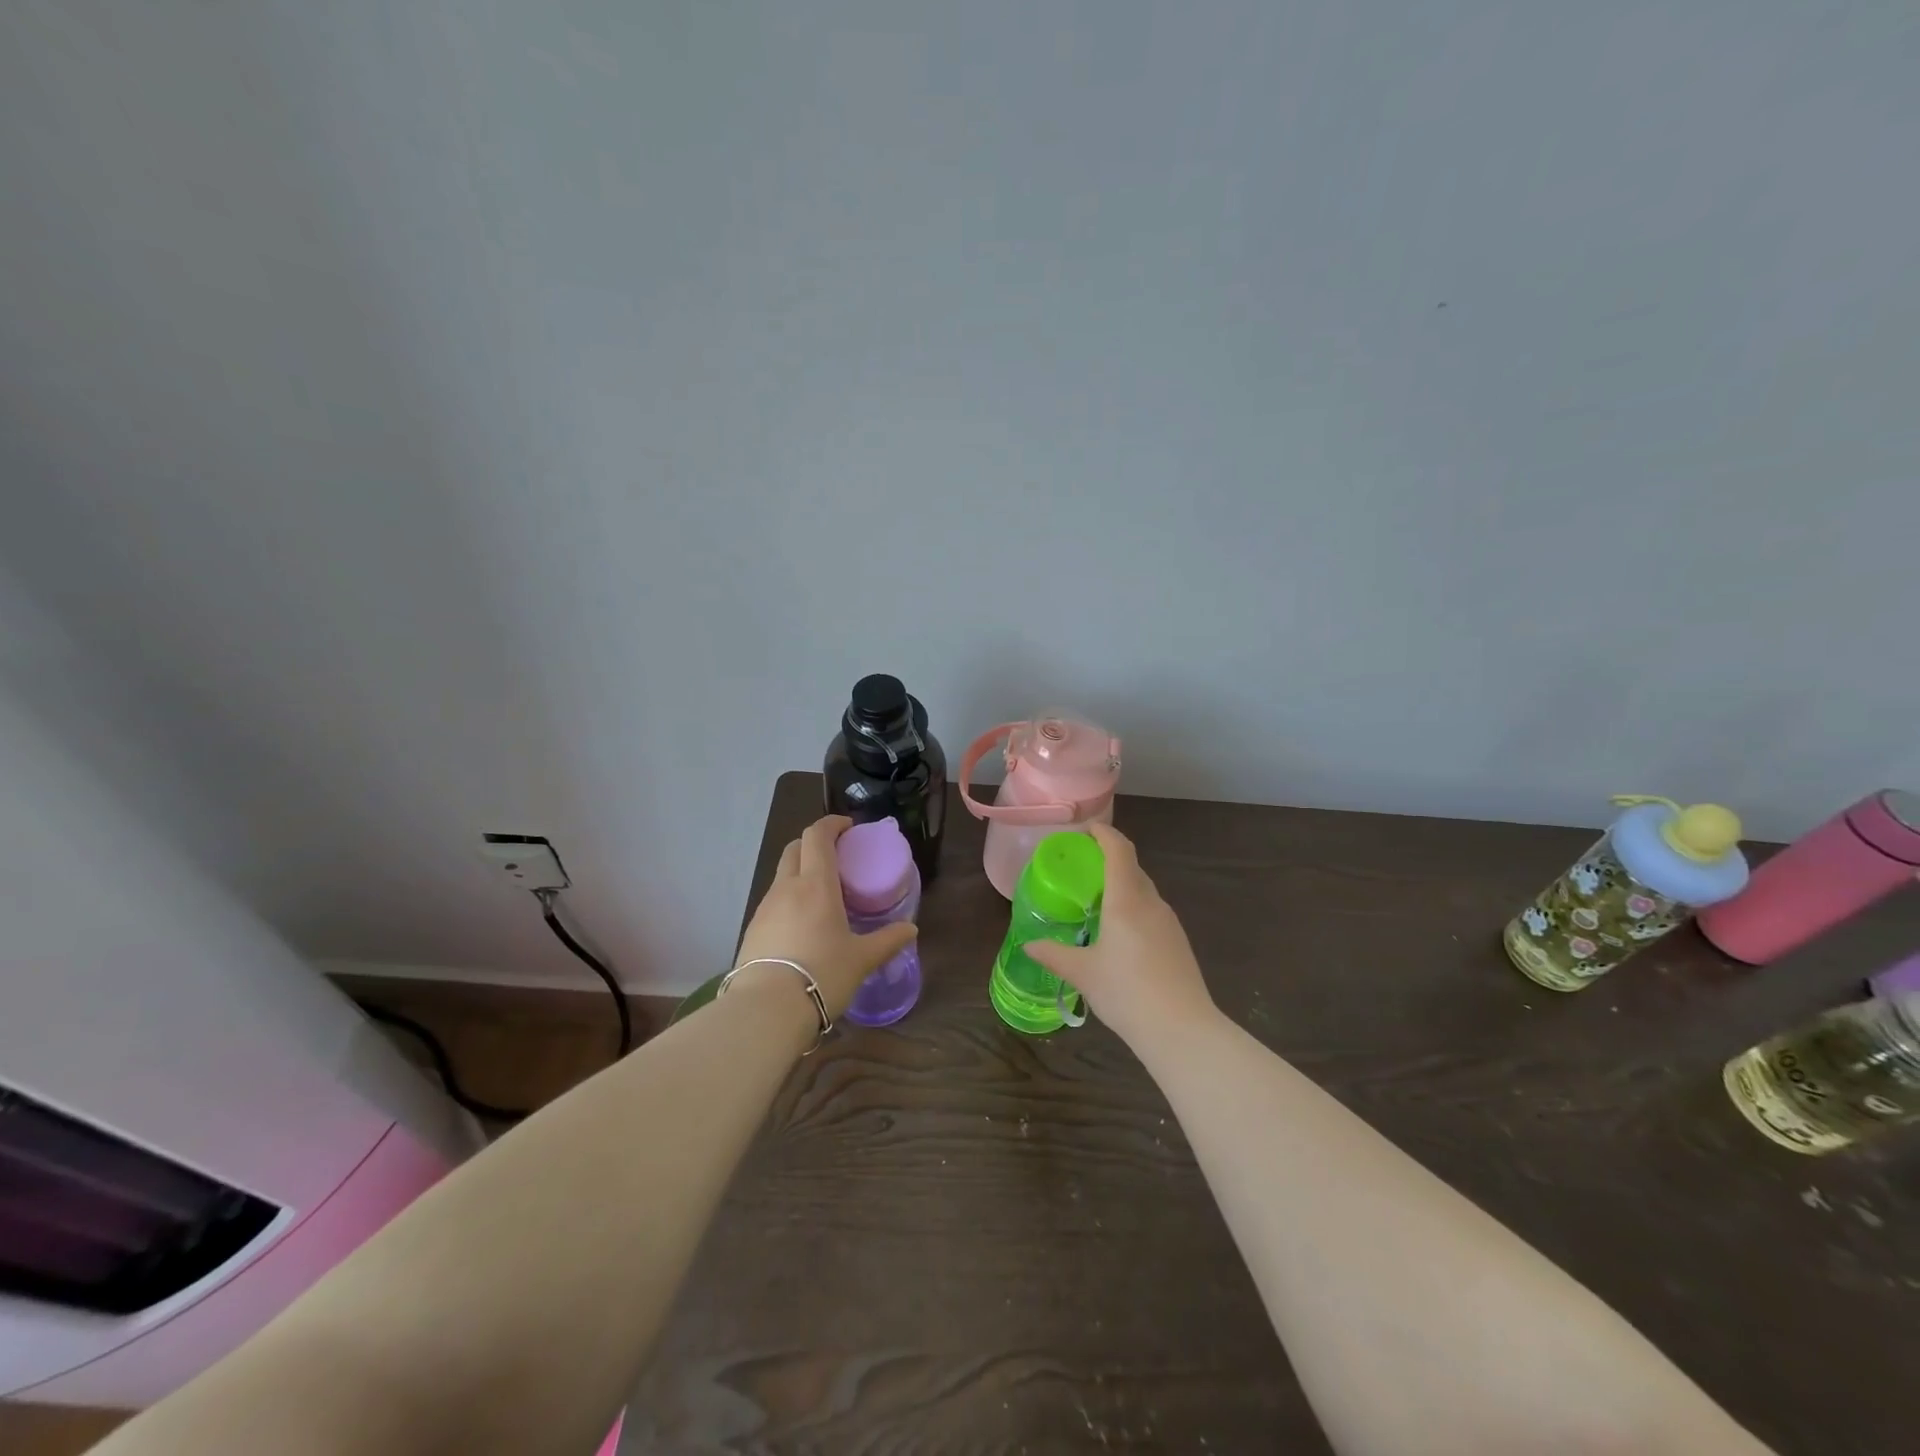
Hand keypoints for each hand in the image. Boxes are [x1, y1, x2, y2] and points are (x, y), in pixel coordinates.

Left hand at [733, 815, 917, 1018]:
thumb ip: (887, 941)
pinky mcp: (752, 929)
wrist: (766, 1010)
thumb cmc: (822, 974)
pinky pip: (773, 902)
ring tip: (821, 895)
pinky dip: (789, 899)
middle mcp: (787, 887)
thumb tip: (911, 930)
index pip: (817, 836)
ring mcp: (765, 908)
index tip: (848, 828)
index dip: (831, 824)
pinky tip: (801, 925)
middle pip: (795, 848)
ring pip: (782, 875)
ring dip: (800, 873)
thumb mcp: (861, 959)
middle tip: (836, 857)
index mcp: (816, 884)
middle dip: (813, 843)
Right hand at [1026, 822, 1214, 1047]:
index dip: (1104, 833)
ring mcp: (1169, 922)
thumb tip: (1029, 945)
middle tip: (1082, 868)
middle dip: (1109, 859)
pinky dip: (1133, 907)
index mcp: (1126, 901)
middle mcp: (1151, 903)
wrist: (1183, 1030)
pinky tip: (1120, 934)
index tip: (1086, 830)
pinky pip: (1151, 911)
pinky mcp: (1178, 942)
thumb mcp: (1083, 974)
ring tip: (1097, 902)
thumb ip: (1054, 954)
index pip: (1119, 850)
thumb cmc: (1127, 993)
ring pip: (1143, 891)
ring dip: (1122, 885)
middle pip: (1132, 867)